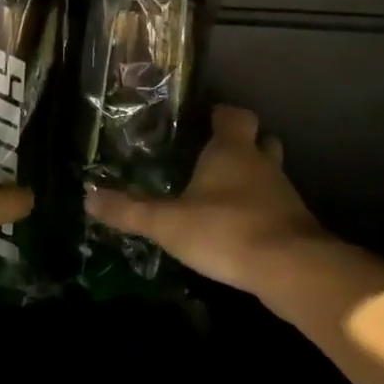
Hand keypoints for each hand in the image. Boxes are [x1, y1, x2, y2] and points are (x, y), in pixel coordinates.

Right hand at [85, 106, 326, 294]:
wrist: (291, 269)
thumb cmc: (225, 230)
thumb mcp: (166, 223)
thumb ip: (129, 211)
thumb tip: (88, 198)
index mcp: (231, 151)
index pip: (234, 116)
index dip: (222, 114)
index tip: (206, 117)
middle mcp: (262, 165)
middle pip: (260, 141)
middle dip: (242, 145)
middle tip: (214, 156)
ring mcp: (284, 194)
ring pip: (270, 174)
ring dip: (252, 179)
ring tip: (223, 194)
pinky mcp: (295, 224)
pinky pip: (276, 206)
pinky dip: (260, 210)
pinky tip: (240, 227)